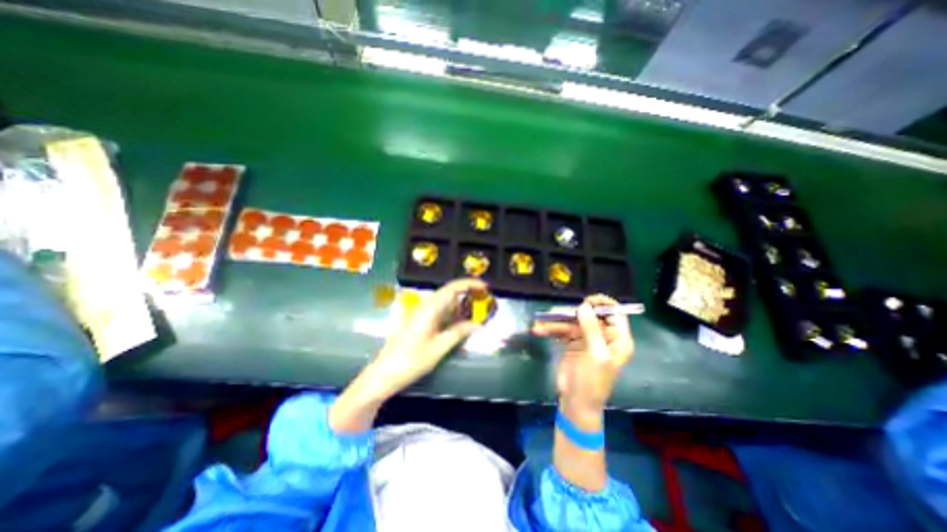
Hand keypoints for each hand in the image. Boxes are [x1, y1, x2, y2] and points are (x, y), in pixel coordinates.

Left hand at [370, 278, 488, 399]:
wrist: (383, 373)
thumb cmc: (411, 361)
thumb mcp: (438, 348)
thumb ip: (458, 333)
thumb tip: (477, 324)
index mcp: (429, 309)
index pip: (452, 288)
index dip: (469, 284)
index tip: (484, 286)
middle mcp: (425, 306)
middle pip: (449, 292)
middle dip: (467, 293)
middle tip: (484, 299)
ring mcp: (420, 313)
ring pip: (444, 302)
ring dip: (460, 304)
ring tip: (476, 311)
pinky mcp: (419, 321)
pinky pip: (439, 311)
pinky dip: (452, 313)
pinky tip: (460, 321)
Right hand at [531, 294, 634, 415]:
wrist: (576, 403)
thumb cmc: (593, 382)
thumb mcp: (596, 355)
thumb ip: (591, 329)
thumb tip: (584, 306)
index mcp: (617, 339)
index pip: (615, 314)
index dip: (603, 304)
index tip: (587, 300)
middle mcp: (603, 336)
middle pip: (589, 316)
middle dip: (571, 314)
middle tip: (556, 313)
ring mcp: (586, 339)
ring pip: (572, 323)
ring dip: (555, 323)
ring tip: (539, 325)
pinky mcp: (572, 343)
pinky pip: (561, 331)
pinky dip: (550, 330)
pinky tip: (539, 330)